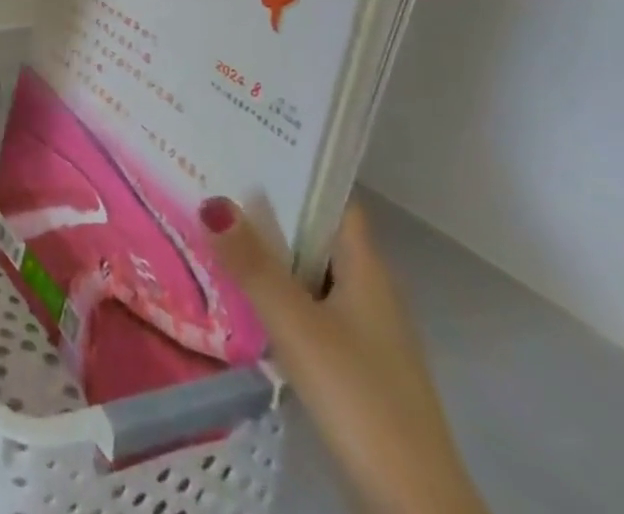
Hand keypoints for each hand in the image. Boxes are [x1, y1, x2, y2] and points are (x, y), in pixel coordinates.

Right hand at [201, 197, 487, 513]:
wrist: (413, 506)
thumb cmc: (360, 397)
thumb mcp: (298, 325)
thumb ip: (253, 265)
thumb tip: (211, 200)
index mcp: (366, 270)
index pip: (332, 200)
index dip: (294, 170)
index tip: (245, 145)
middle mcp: (368, 290)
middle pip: (314, 233)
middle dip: (267, 209)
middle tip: (210, 179)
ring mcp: (362, 330)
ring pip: (307, 271)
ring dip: (267, 252)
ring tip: (211, 225)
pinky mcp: (351, 363)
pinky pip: (306, 306)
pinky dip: (275, 292)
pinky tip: (238, 292)